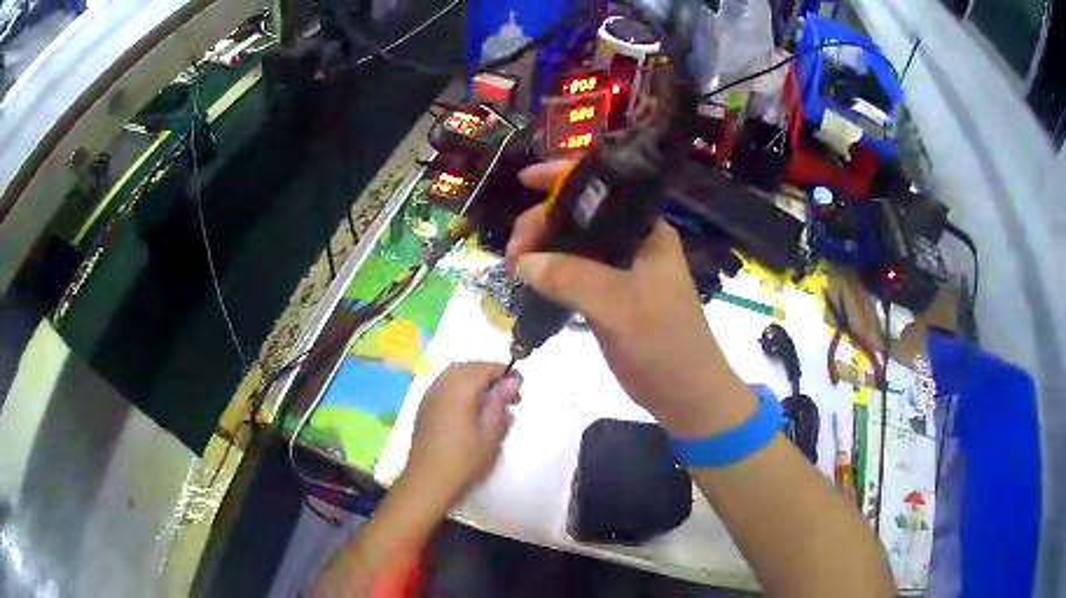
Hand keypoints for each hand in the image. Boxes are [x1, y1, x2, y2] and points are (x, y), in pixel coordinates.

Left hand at [403, 362, 521, 504]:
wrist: (428, 481)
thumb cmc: (464, 460)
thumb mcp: (491, 432)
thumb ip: (500, 402)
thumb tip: (511, 381)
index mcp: (459, 389)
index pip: (485, 367)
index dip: (504, 373)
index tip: (520, 387)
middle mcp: (441, 385)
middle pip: (468, 367)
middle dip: (489, 375)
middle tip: (508, 395)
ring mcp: (430, 396)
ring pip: (454, 375)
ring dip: (474, 381)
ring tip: (491, 404)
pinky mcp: (424, 408)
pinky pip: (445, 386)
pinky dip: (461, 389)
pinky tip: (471, 411)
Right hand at [507, 161, 754, 437]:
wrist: (685, 393)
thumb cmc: (664, 342)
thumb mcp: (619, 305)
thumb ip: (570, 277)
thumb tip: (522, 262)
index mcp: (645, 230)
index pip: (602, 188)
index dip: (563, 177)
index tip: (524, 180)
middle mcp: (632, 242)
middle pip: (579, 216)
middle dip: (542, 222)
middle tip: (514, 251)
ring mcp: (619, 271)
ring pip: (572, 246)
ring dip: (542, 249)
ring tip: (515, 266)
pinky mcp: (608, 297)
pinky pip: (572, 274)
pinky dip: (549, 274)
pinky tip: (528, 280)